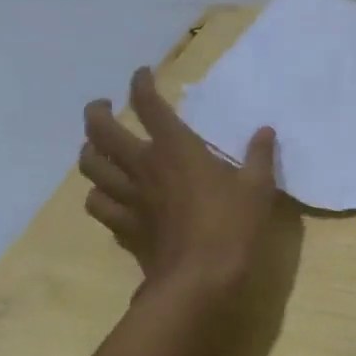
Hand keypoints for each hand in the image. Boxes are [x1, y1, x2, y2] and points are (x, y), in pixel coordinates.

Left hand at [78, 67, 278, 301]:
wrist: (199, 280)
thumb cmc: (232, 226)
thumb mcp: (258, 187)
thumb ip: (259, 155)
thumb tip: (265, 130)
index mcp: (176, 148)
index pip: (149, 105)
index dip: (141, 84)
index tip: (141, 74)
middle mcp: (143, 166)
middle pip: (101, 132)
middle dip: (97, 113)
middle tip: (104, 107)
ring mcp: (128, 198)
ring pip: (90, 167)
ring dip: (90, 151)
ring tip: (97, 147)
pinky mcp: (123, 227)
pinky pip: (98, 204)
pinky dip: (98, 194)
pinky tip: (107, 195)